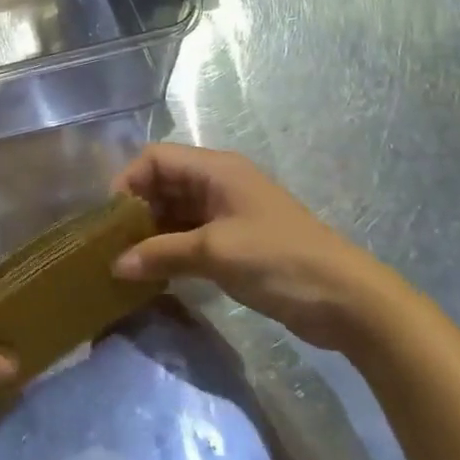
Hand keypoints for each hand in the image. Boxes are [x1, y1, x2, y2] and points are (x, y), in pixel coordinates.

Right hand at [111, 144, 405, 351]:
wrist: (349, 302)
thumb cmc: (279, 260)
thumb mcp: (214, 253)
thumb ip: (161, 254)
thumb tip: (115, 265)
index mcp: (216, 169)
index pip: (156, 158)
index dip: (128, 181)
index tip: (110, 218)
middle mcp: (219, 183)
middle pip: (163, 183)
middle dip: (137, 209)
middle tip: (114, 243)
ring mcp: (229, 213)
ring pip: (176, 211)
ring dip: (152, 231)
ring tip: (128, 260)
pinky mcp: (237, 241)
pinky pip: (191, 234)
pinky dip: (171, 248)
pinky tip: (155, 272)